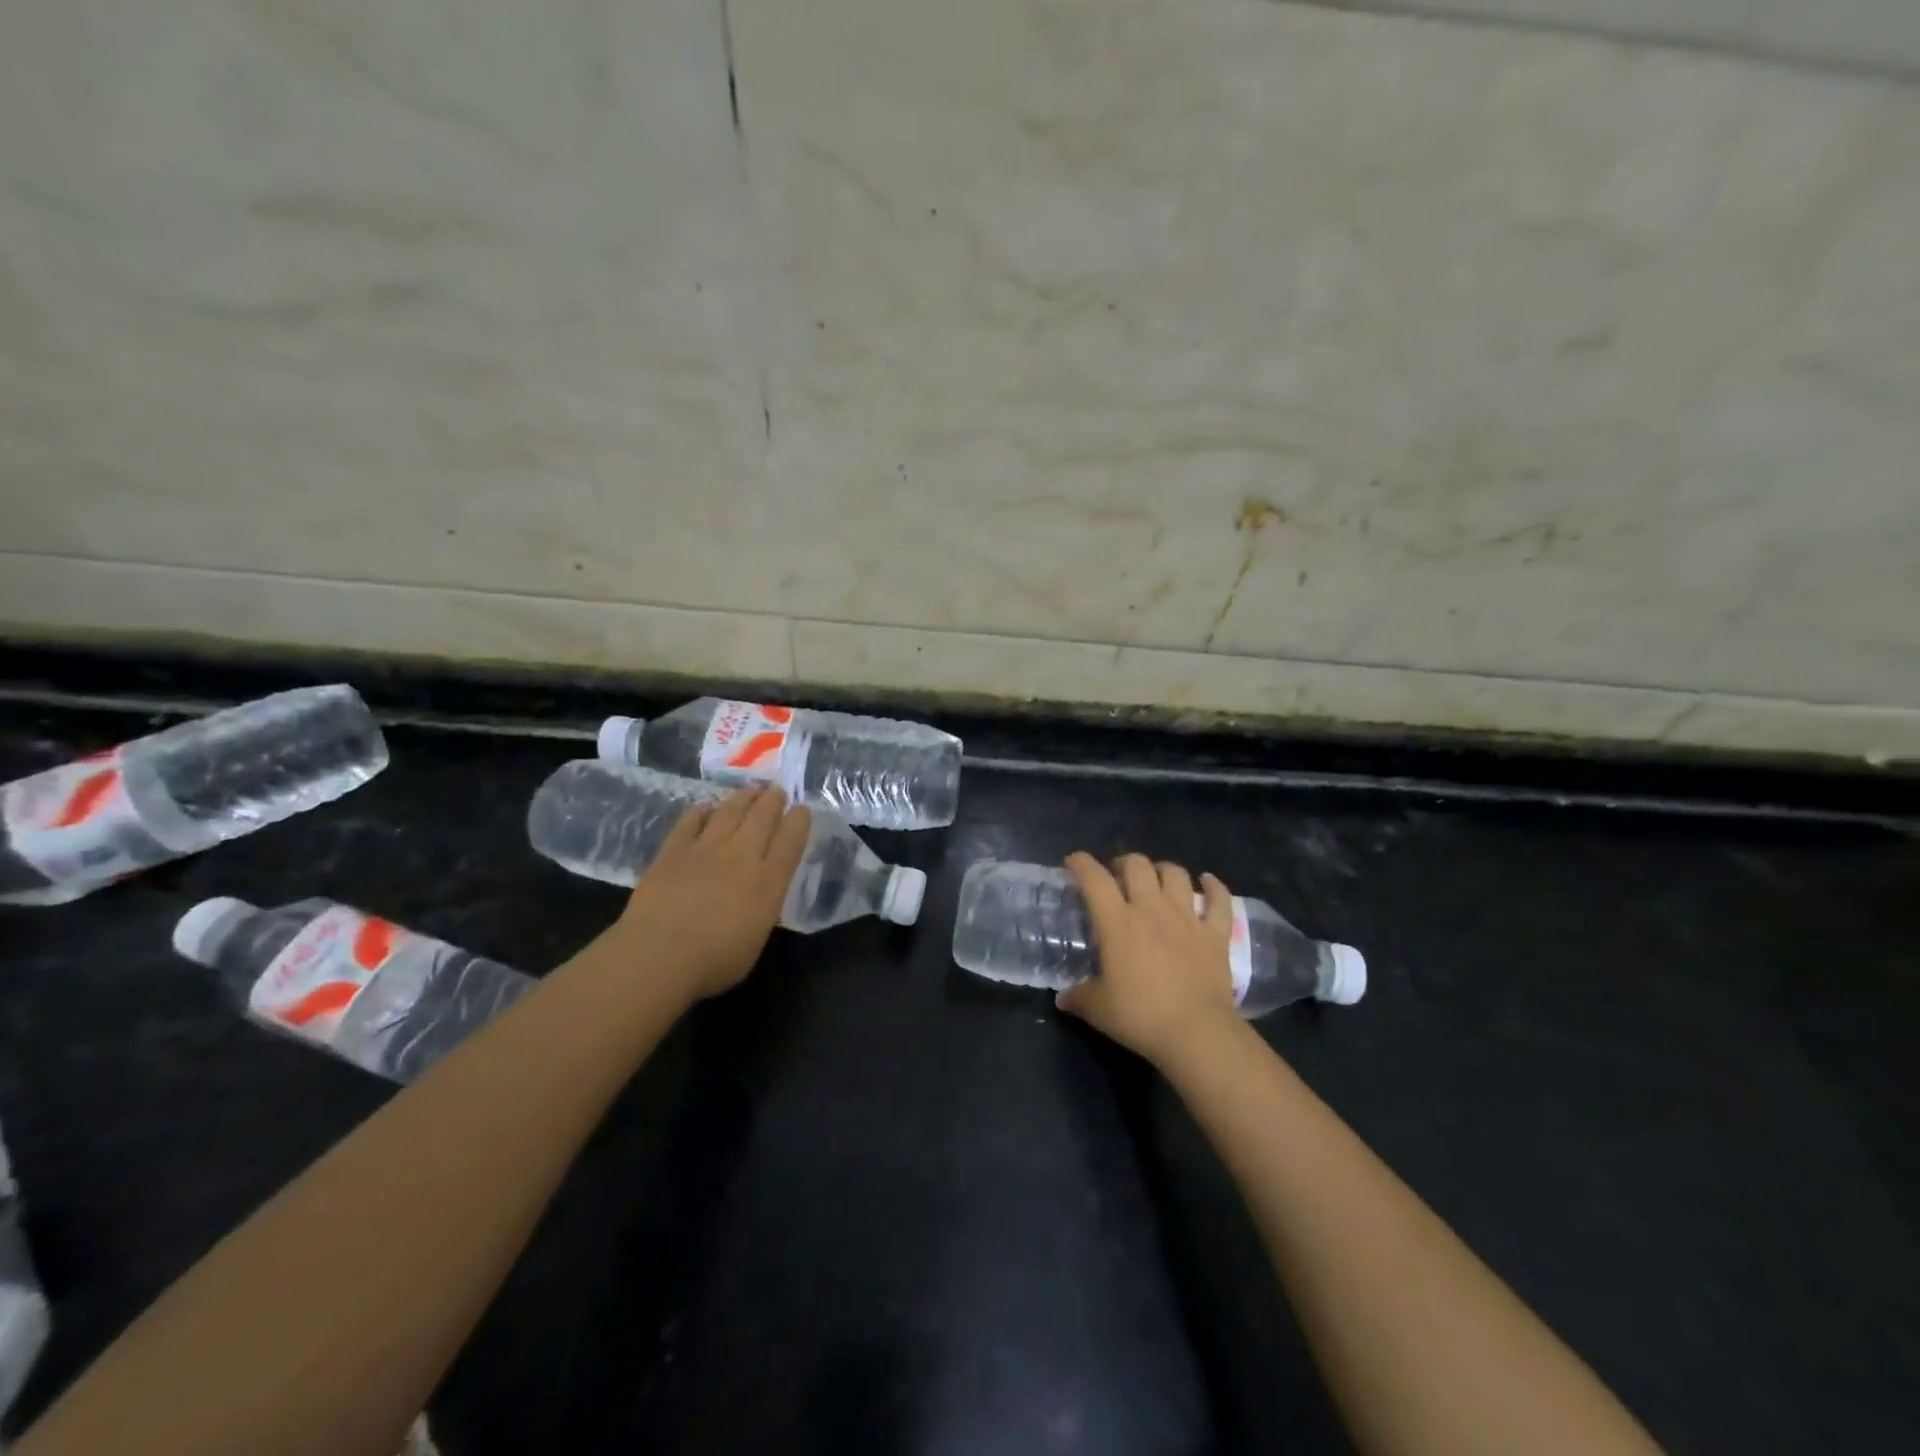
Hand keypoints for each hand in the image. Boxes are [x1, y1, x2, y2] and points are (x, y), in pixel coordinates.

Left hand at [608, 786, 811, 1001]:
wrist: (658, 955)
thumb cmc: (714, 961)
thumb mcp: (756, 938)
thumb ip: (762, 907)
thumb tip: (759, 893)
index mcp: (769, 881)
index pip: (791, 840)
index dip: (799, 821)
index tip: (802, 809)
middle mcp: (742, 856)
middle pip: (763, 817)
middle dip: (773, 800)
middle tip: (777, 792)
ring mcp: (706, 848)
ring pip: (730, 811)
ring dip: (743, 798)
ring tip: (750, 791)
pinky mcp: (673, 850)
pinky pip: (691, 821)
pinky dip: (702, 811)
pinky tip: (707, 807)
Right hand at [1057, 852, 1241, 1066]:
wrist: (1196, 1033)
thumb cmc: (1141, 1016)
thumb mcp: (1098, 1009)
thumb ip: (1077, 997)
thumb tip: (1062, 997)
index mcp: (1118, 921)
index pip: (1095, 879)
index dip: (1081, 864)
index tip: (1073, 862)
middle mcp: (1151, 909)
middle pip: (1137, 865)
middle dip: (1124, 863)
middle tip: (1117, 876)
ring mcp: (1187, 918)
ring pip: (1175, 873)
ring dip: (1162, 870)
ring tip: (1156, 878)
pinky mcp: (1216, 934)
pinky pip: (1219, 900)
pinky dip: (1214, 887)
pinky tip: (1208, 882)